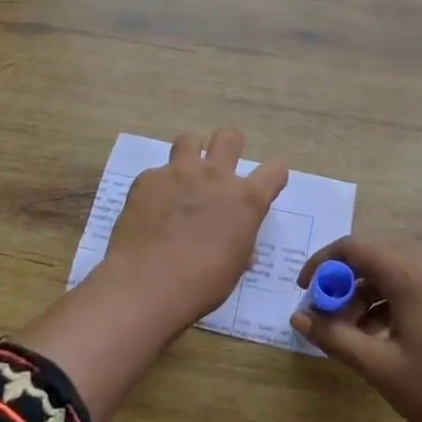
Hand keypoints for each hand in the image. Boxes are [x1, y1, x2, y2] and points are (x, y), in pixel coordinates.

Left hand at [96, 128, 289, 335]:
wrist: (147, 284)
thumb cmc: (201, 284)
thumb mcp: (234, 266)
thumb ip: (240, 243)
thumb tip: (237, 243)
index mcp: (246, 199)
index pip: (275, 170)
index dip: (273, 176)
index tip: (267, 186)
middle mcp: (216, 176)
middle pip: (230, 137)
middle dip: (231, 145)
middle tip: (222, 166)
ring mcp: (179, 172)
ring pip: (189, 140)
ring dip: (191, 154)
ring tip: (184, 177)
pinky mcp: (148, 179)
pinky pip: (157, 173)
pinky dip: (159, 186)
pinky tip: (151, 209)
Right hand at [293, 237, 421, 421]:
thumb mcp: (377, 366)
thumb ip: (334, 337)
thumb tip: (297, 318)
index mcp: (411, 275)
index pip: (355, 248)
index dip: (323, 263)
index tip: (303, 291)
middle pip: (373, 258)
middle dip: (342, 283)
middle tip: (325, 317)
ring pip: (392, 274)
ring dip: (363, 295)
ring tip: (349, 335)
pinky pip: (411, 287)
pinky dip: (386, 304)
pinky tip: (378, 338)